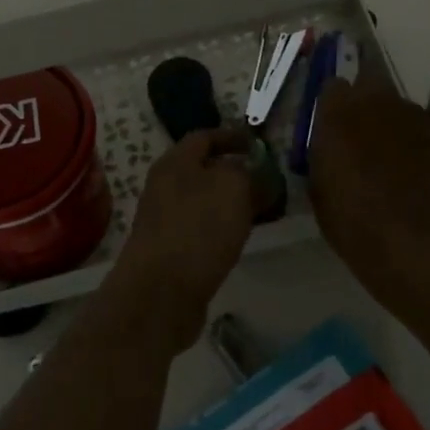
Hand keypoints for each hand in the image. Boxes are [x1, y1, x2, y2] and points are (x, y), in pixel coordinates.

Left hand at [110, 127, 256, 345]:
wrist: (160, 292)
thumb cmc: (198, 229)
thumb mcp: (234, 188)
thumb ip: (252, 174)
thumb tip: (261, 175)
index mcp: (175, 162)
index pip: (205, 137)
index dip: (234, 137)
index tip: (260, 144)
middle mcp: (165, 186)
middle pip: (205, 170)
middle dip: (237, 172)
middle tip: (270, 180)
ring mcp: (165, 220)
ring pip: (205, 201)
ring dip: (233, 202)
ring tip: (264, 210)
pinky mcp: (171, 250)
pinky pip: (203, 228)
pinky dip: (225, 227)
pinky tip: (242, 238)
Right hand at [307, 76, 429, 300]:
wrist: (412, 241)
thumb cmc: (352, 220)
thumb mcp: (318, 187)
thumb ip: (321, 152)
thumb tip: (326, 143)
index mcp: (336, 112)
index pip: (330, 85)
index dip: (329, 104)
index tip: (325, 124)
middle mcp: (373, 101)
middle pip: (366, 78)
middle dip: (359, 96)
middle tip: (351, 127)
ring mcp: (407, 114)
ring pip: (390, 100)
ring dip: (382, 115)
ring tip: (377, 148)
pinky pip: (410, 122)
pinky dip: (402, 134)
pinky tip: (398, 161)